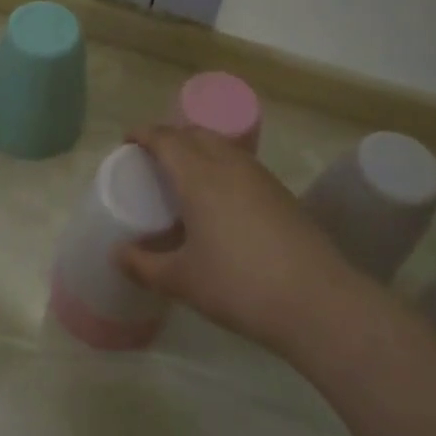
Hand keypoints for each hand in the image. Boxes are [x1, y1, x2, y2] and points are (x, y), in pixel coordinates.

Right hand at [118, 124, 355, 354]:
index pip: (166, 138)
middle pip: (196, 133)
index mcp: (199, 175)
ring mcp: (261, 177)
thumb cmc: (239, 285)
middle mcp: (230, 165)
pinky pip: (242, 165)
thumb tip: (118, 254)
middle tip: (153, 158)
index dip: (143, 134)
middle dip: (171, 137)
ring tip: (185, 176)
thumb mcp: (182, 280)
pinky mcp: (282, 194)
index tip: (127, 141)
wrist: (317, 302)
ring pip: (223, 147)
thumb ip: (143, 265)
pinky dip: (222, 167)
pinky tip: (220, 200)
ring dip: (199, 149)